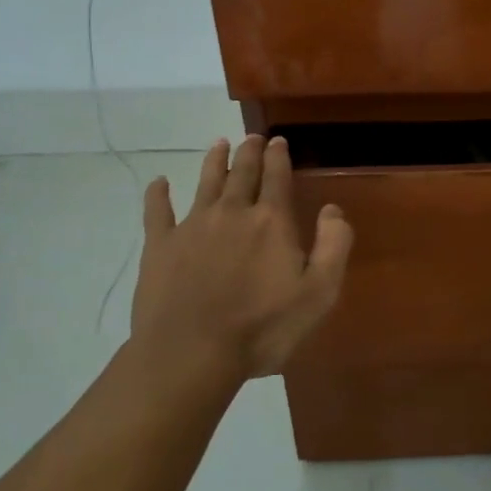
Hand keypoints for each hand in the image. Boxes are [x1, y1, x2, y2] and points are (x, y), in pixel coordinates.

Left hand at [127, 135, 353, 385]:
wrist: (191, 353)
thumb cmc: (262, 327)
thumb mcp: (319, 293)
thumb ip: (333, 246)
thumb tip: (332, 209)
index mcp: (271, 221)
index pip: (277, 177)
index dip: (279, 156)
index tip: (278, 140)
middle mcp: (232, 212)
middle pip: (242, 173)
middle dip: (249, 152)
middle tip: (252, 137)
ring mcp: (192, 226)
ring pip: (205, 183)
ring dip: (213, 161)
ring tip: (219, 144)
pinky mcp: (160, 246)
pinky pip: (157, 212)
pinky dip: (158, 195)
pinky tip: (158, 184)